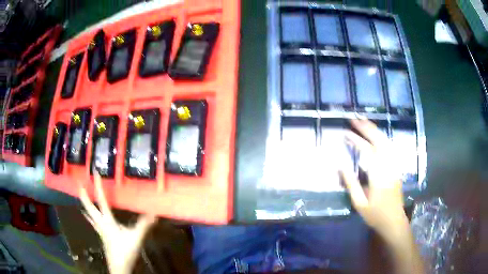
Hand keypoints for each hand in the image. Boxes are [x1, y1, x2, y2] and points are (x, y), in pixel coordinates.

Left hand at [79, 172, 155, 273]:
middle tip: (79, 184)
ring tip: (80, 196)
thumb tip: (154, 213)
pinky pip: (92, 222)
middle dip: (84, 195)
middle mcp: (100, 223)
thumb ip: (144, 225)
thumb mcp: (136, 238)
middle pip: (89, 207)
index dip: (98, 186)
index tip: (94, 173)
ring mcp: (99, 230)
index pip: (101, 200)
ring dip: (84, 204)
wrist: (119, 266)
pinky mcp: (101, 236)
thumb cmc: (125, 251)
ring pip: (89, 214)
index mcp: (107, 221)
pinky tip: (86, 215)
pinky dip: (88, 216)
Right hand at [340, 118, 408, 244]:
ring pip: (386, 142)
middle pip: (379, 141)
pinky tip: (376, 136)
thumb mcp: (359, 203)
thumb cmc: (375, 215)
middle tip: (355, 119)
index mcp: (379, 175)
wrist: (394, 221)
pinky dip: (381, 138)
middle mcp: (389, 166)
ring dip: (375, 130)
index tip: (346, 133)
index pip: (368, 151)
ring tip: (364, 122)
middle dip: (367, 128)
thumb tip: (340, 165)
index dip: (356, 140)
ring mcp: (394, 166)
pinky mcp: (396, 167)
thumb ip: (351, 183)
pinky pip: (389, 148)